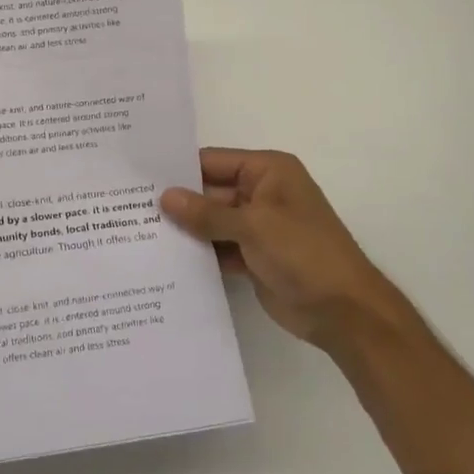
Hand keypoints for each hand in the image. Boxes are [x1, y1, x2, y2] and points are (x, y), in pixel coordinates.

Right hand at [161, 149, 405, 353]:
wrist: (345, 312)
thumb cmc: (304, 253)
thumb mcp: (254, 226)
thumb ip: (207, 213)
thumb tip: (165, 197)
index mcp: (268, 172)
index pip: (213, 161)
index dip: (179, 169)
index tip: (138, 176)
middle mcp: (261, 193)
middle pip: (209, 192)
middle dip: (177, 202)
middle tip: (129, 208)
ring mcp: (257, 227)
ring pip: (211, 222)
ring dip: (185, 230)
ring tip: (137, 233)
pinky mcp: (253, 257)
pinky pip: (219, 248)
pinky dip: (199, 253)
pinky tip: (165, 259)